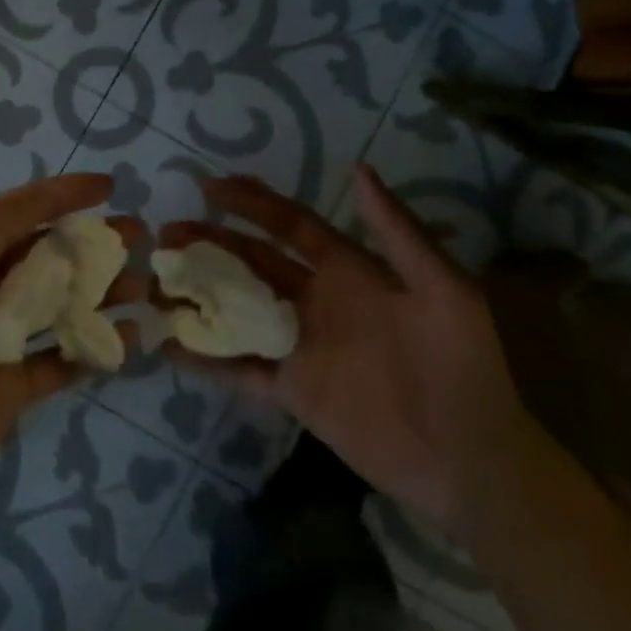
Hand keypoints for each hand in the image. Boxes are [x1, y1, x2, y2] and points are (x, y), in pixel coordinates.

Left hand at [0, 174, 144, 542]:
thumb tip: (43, 198)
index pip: (19, 214)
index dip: (61, 195)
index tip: (107, 187)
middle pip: (47, 259)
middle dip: (92, 243)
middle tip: (138, 235)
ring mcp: (0, 343)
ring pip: (61, 307)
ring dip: (101, 293)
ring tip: (142, 287)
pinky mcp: (13, 390)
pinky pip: (62, 361)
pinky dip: (94, 349)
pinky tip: (130, 339)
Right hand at [162, 167, 536, 533]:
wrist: (473, 461)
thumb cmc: (461, 366)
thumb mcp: (443, 290)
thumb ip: (397, 232)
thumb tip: (358, 168)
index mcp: (348, 270)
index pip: (290, 225)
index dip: (253, 203)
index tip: (210, 187)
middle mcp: (316, 299)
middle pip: (253, 261)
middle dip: (211, 243)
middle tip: (167, 233)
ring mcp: (301, 345)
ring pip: (239, 308)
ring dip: (201, 293)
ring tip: (158, 281)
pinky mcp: (294, 390)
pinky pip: (242, 369)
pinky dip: (207, 357)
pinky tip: (172, 346)